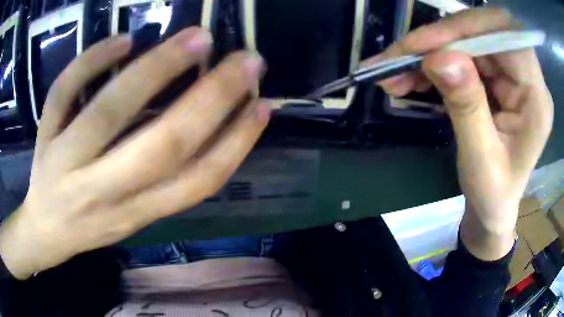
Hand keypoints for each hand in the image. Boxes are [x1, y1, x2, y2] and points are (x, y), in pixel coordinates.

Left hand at [0, 27, 269, 278]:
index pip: (196, 182)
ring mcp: (65, 162)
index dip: (236, 143)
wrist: (47, 229)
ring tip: (198, 37)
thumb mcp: (135, 219)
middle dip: (212, 98)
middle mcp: (102, 193)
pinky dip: (92, 60)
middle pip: (161, 146)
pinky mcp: (43, 138)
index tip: (262, 105)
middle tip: (247, 60)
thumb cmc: (92, 225)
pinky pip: (63, 92)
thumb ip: (167, 182)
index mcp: (135, 214)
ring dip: (158, 68)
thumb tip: (213, 127)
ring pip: (108, 112)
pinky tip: (123, 40)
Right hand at [364, 8, 553, 259]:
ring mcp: (510, 75)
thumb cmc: (493, 195)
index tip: (421, 46)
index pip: (505, 38)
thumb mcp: (480, 159)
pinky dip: (433, 65)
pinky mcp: (496, 78)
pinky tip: (411, 79)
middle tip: (397, 59)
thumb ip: (466, 107)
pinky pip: (461, 57)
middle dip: (438, 42)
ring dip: (428, 54)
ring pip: (466, 43)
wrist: (494, 207)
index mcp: (536, 98)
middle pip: (482, 34)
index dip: (464, 32)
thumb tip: (439, 58)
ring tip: (394, 74)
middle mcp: (527, 77)